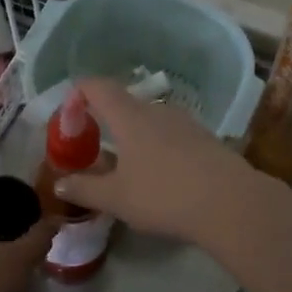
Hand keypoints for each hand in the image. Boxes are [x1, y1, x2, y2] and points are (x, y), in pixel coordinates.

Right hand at [52, 77, 272, 244]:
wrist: (230, 203)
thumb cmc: (163, 195)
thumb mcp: (116, 198)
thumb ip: (85, 188)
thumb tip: (61, 182)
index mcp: (130, 116)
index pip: (98, 87)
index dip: (79, 93)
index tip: (69, 114)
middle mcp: (158, 111)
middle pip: (126, 104)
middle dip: (107, 121)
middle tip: (95, 148)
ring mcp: (187, 124)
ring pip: (152, 122)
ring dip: (135, 137)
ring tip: (127, 166)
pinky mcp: (207, 140)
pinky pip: (173, 137)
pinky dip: (159, 149)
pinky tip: (161, 177)